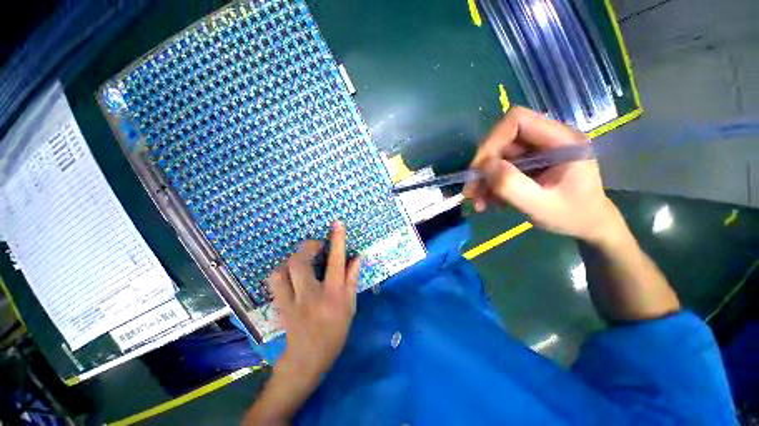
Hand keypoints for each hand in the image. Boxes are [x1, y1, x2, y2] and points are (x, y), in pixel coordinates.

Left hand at [267, 220, 360, 380]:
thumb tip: (356, 257)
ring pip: (281, 270)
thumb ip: (352, 279)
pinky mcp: (279, 305)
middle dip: (306, 247)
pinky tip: (289, 273)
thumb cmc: (335, 332)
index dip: (337, 240)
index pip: (336, 262)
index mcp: (333, 295)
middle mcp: (311, 295)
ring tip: (300, 259)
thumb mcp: (350, 306)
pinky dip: (281, 272)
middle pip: (300, 262)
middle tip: (315, 245)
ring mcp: (291, 301)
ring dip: (290, 259)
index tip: (337, 223)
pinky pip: (274, 281)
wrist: (307, 359)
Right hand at [463, 107, 618, 241]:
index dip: (492, 140)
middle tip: (471, 192)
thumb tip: (483, 166)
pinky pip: (501, 167)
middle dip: (483, 167)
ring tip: (479, 202)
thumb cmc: (572, 216)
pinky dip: (491, 184)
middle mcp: (548, 139)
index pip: (518, 120)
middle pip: (502, 140)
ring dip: (484, 179)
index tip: (478, 169)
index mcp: (562, 140)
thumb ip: (511, 184)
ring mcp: (537, 151)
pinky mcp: (529, 163)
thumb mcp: (541, 205)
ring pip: (498, 156)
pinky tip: (490, 201)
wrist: (587, 226)